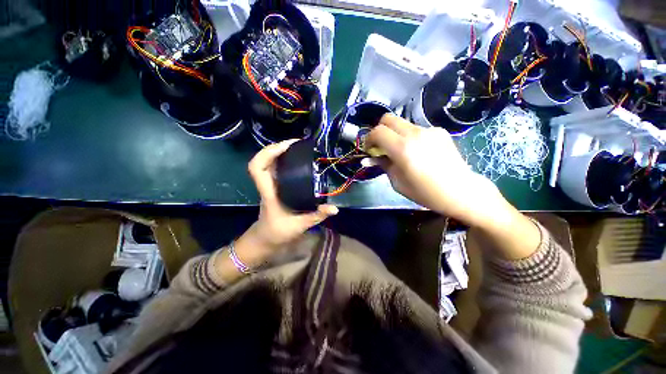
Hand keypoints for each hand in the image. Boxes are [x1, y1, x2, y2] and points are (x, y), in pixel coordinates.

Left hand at [239, 140, 337, 261]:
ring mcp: (269, 185)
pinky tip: (297, 159)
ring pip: (268, 163)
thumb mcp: (300, 225)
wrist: (265, 239)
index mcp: (269, 193)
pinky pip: (275, 168)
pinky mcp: (274, 186)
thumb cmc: (278, 233)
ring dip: (280, 152)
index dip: (268, 153)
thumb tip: (335, 208)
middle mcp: (267, 185)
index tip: (286, 147)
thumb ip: (317, 216)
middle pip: (261, 160)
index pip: (257, 169)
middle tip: (297, 143)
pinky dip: (283, 159)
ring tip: (298, 147)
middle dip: (276, 147)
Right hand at [366, 114, 539, 259]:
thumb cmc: (426, 193)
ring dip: (395, 134)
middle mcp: (415, 134)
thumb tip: (373, 157)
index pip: (377, 132)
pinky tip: (418, 151)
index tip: (369, 149)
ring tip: (401, 151)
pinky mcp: (439, 131)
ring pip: (402, 124)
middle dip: (379, 130)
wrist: (461, 191)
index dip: (369, 139)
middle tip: (380, 145)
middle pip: (388, 119)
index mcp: (403, 149)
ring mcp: (429, 130)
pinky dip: (410, 137)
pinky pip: (417, 129)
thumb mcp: (398, 183)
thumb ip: (384, 165)